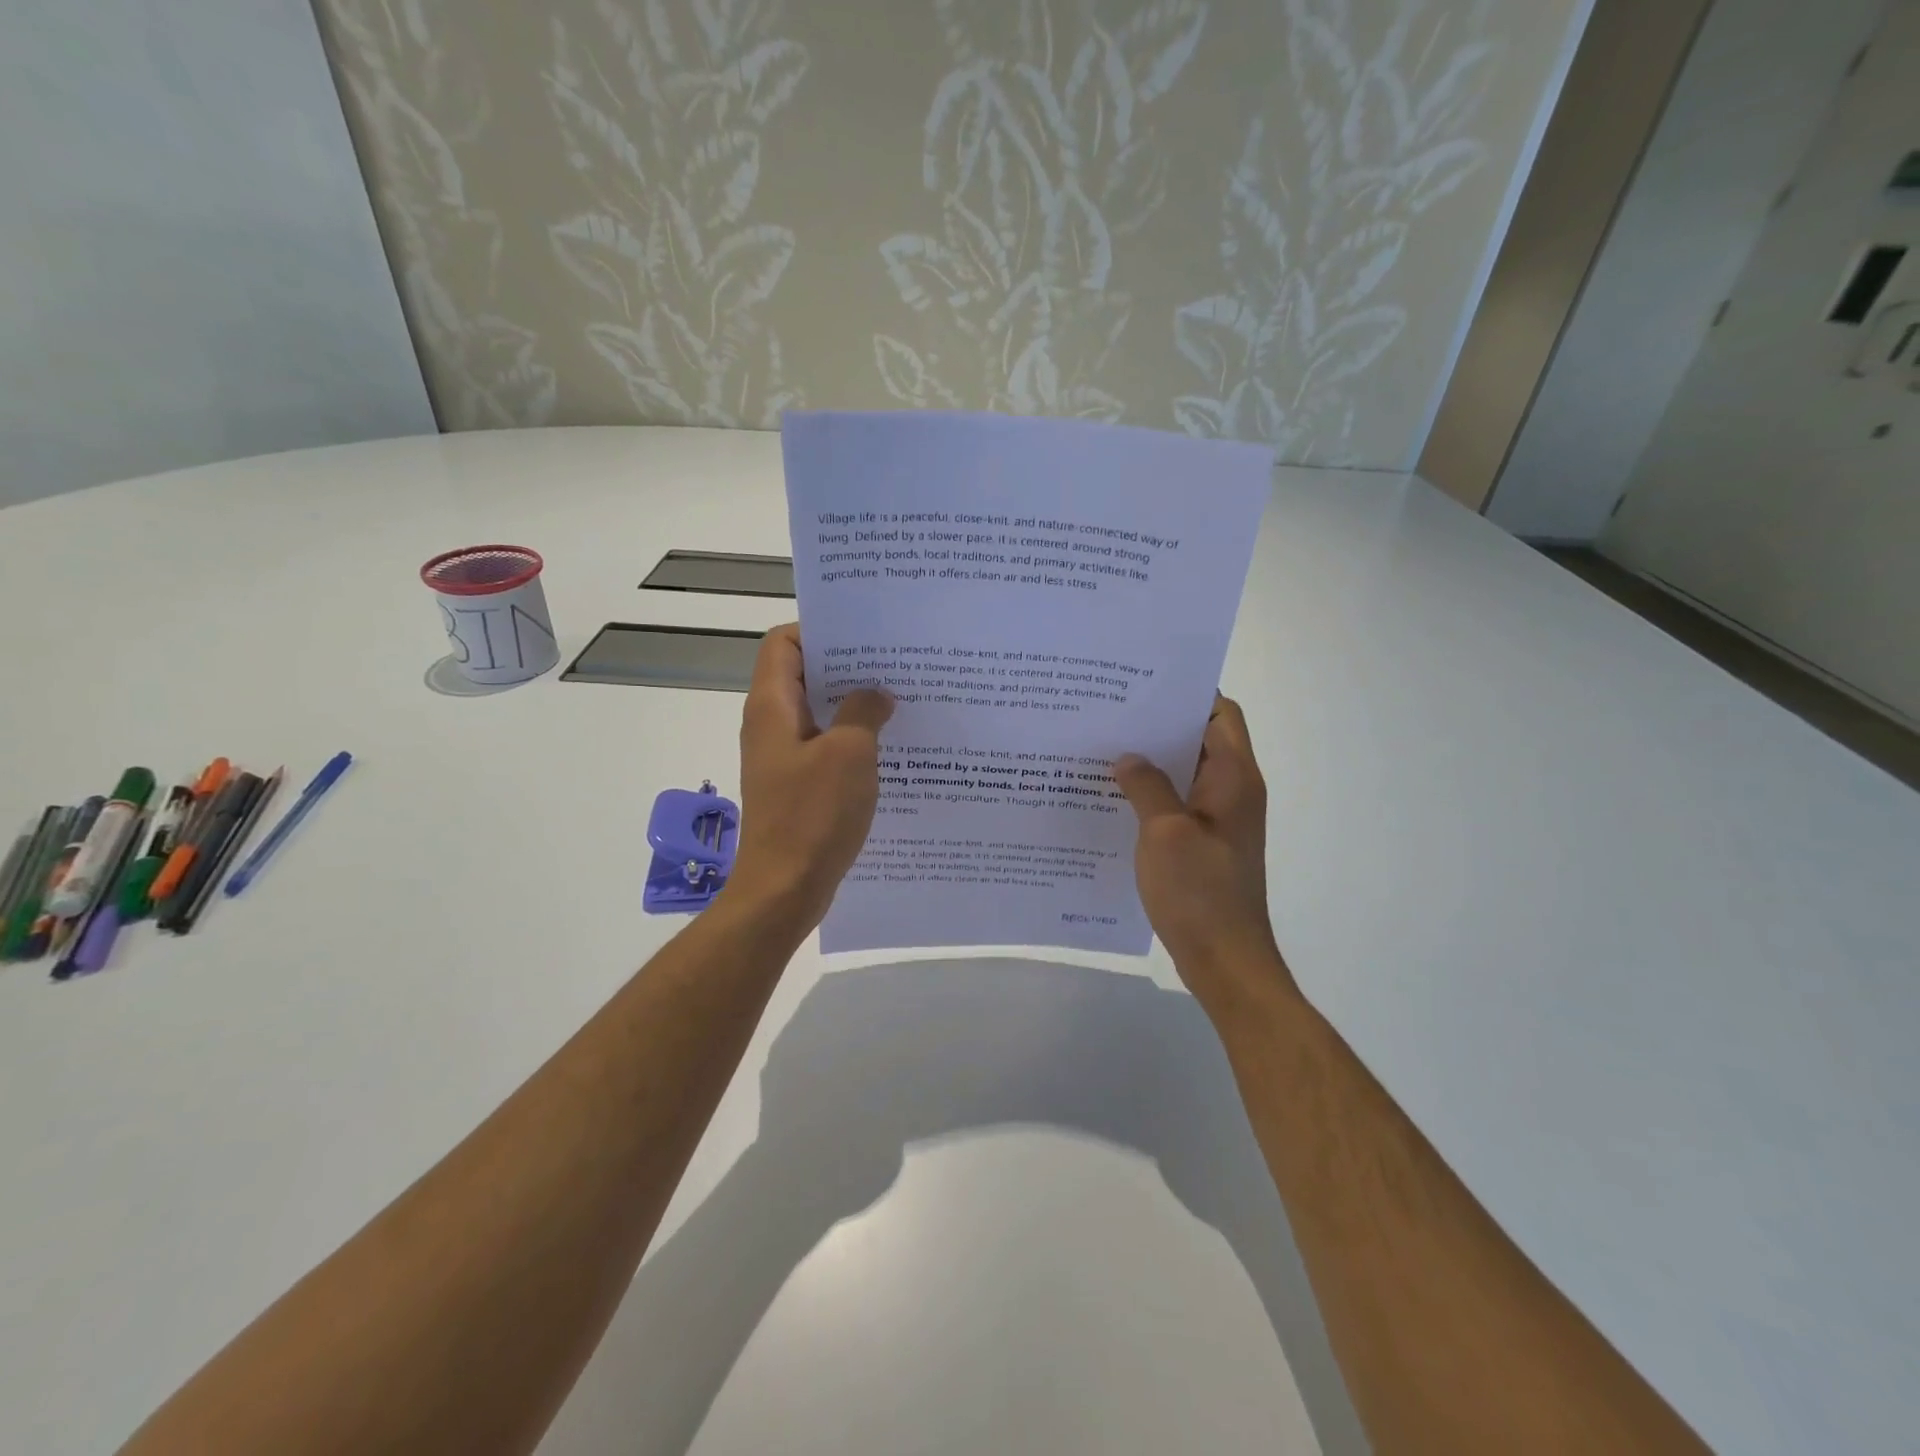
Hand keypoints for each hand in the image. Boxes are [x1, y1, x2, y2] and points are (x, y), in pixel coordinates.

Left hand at [724, 625, 893, 930]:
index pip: (783, 642)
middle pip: (803, 675)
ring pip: (818, 713)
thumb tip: (876, 694)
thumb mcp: (849, 753)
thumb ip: (863, 712)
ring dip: (853, 705)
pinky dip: (852, 740)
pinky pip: (824, 747)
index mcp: (772, 706)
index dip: (821, 630)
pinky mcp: (796, 785)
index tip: (866, 636)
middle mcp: (771, 725)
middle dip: (847, 667)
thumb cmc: (812, 815)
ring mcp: (783, 757)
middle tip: (895, 665)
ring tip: (899, 701)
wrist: (784, 889)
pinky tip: (889, 747)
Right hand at [1116, 696, 1293, 1013]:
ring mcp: (1221, 820)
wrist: (1226, 959)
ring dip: (1153, 762)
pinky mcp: (1206, 844)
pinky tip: (1114, 798)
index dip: (1188, 693)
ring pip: (1186, 773)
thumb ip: (1146, 786)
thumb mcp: (1164, 831)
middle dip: (1160, 725)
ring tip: (1105, 751)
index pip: (1220, 713)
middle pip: (1201, 739)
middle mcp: (1233, 791)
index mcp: (1234, 777)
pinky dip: (1153, 795)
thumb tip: (1128, 756)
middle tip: (1111, 715)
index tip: (1143, 685)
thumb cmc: (1200, 891)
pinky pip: (1179, 804)